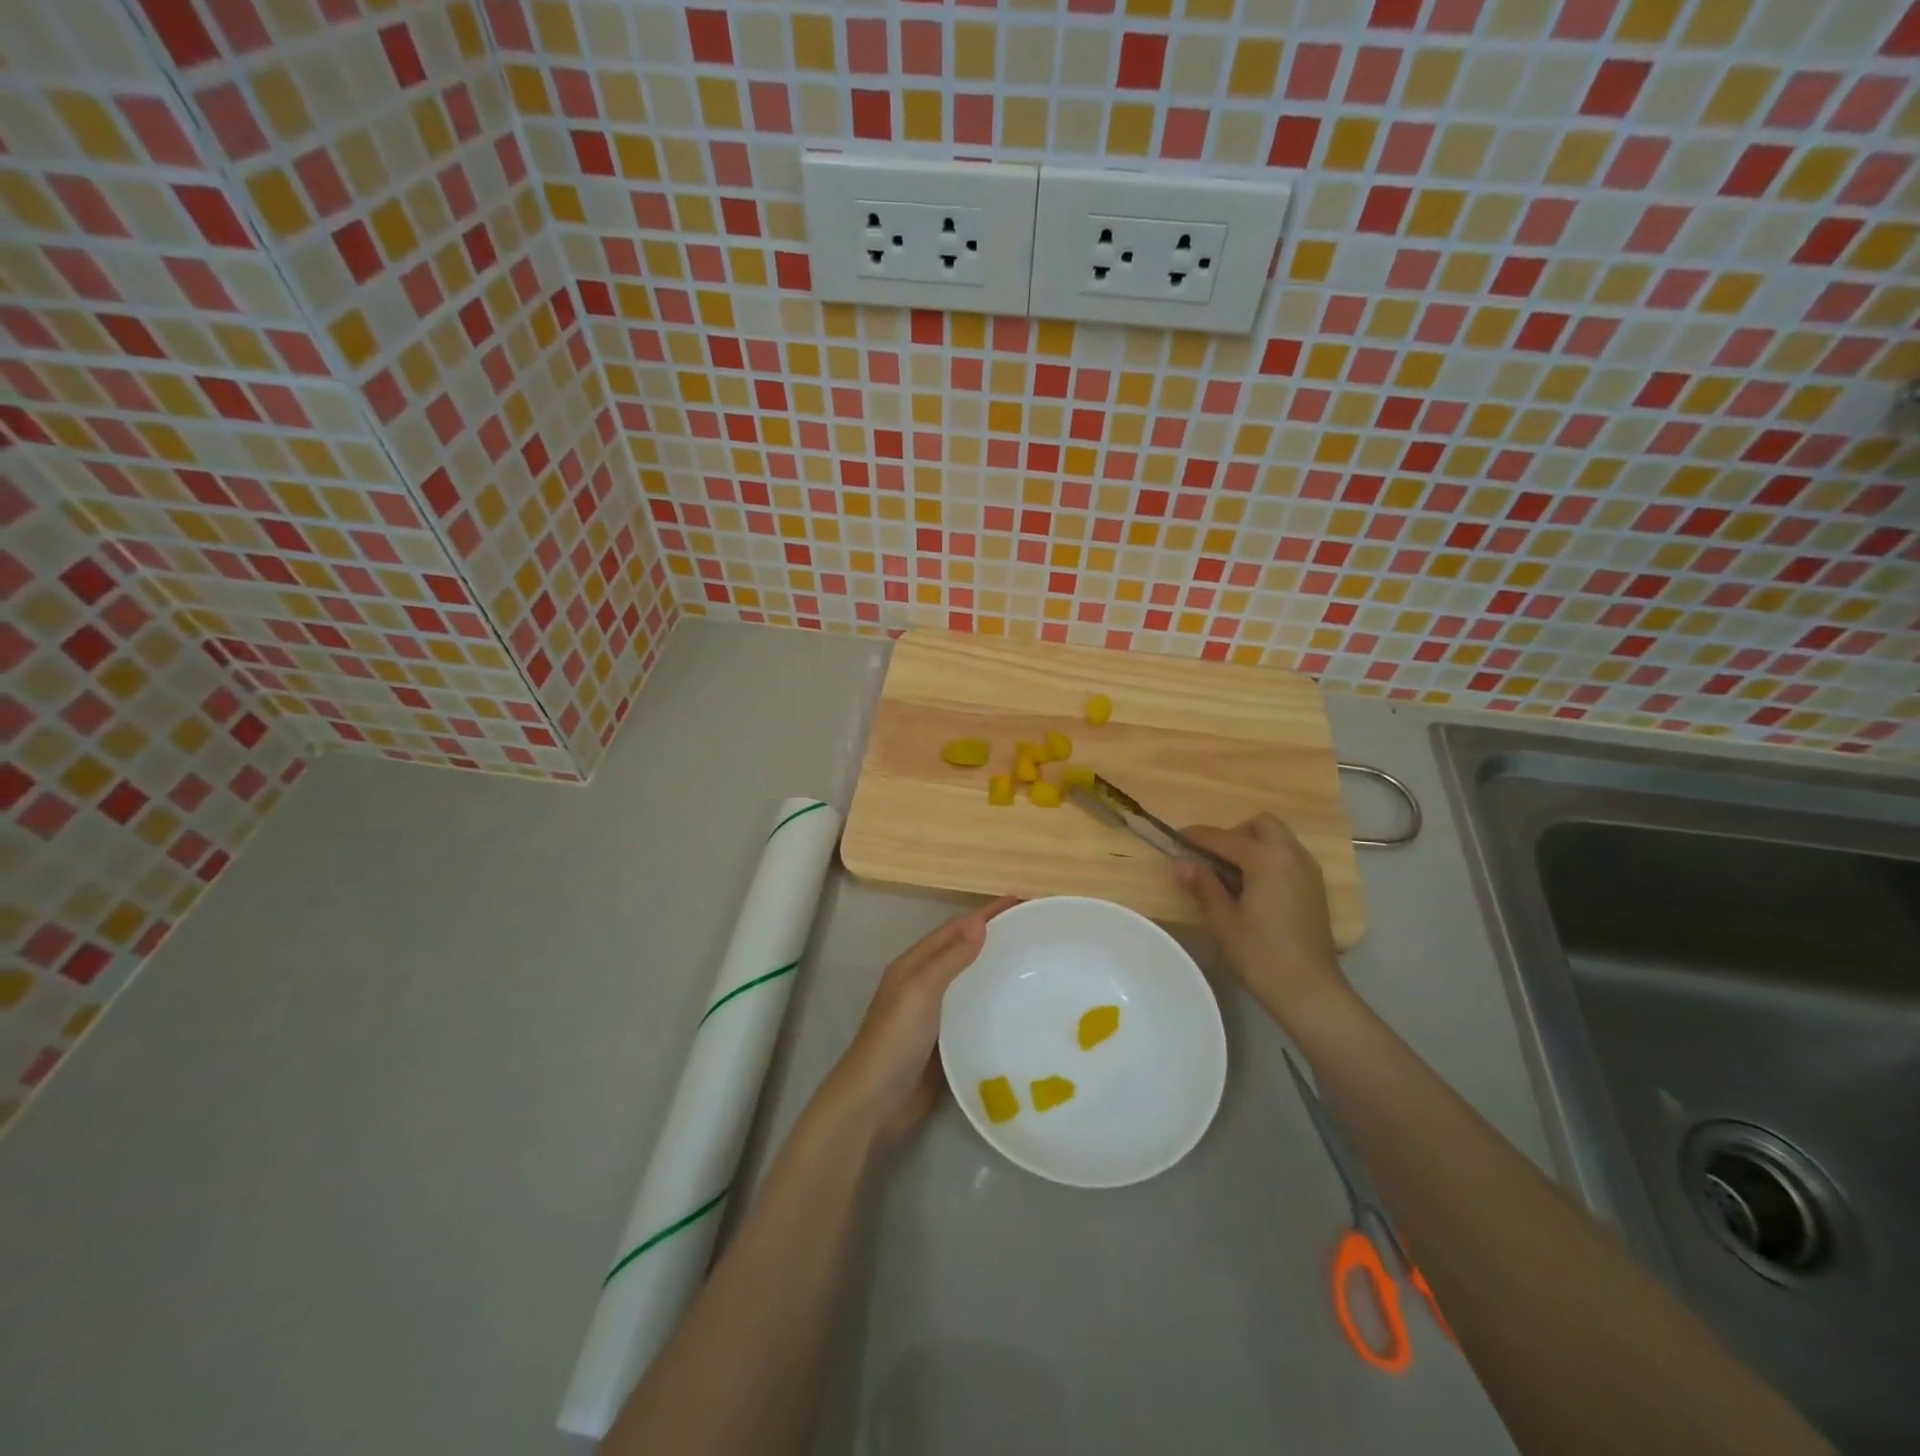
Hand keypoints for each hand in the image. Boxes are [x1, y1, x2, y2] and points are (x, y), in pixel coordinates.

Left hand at [819, 897, 1018, 1142]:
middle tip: (1034, 930)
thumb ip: (949, 958)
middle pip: (962, 950)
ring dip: (994, 968)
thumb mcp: (920, 991)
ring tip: (1033, 964)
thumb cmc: (895, 1041)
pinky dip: (992, 1003)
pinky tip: (1016, 1009)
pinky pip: (972, 1013)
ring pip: (968, 980)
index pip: (955, 928)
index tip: (1021, 901)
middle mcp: (923, 983)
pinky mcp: (944, 1042)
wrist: (874, 1104)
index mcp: (914, 964)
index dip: (986, 913)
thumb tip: (980, 922)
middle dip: (994, 935)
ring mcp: (933, 1014)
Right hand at [1178, 815, 1349, 1029]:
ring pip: (1279, 839)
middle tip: (1214, 858)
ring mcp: (1309, 871)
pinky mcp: (1316, 888)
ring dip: (1254, 845)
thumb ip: (1203, 885)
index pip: (1225, 838)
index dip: (1198, 836)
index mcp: (1267, 859)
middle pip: (1261, 824)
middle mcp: (1292, 855)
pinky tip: (1255, 887)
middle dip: (1235, 833)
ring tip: (1232, 874)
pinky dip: (1270, 859)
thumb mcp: (1223, 920)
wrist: (1310, 991)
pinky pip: (1289, 857)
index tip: (1177, 837)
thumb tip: (1183, 862)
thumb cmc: (1261, 955)